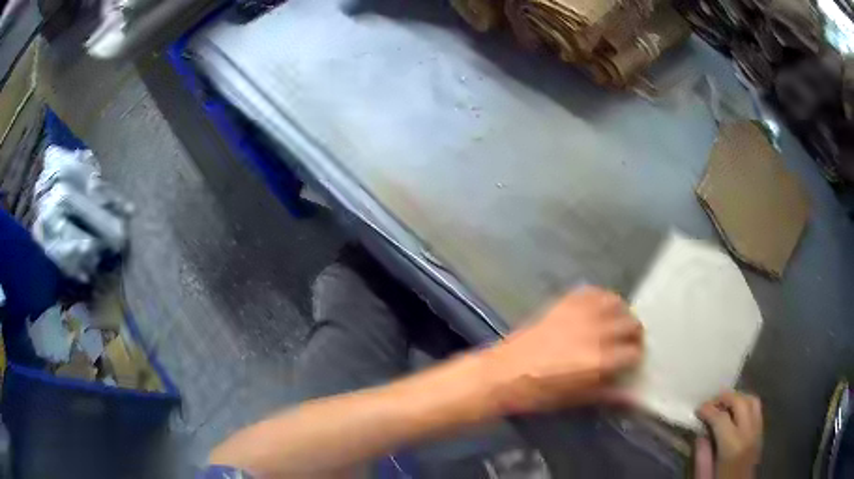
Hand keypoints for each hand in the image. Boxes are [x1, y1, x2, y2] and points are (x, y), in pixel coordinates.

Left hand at [484, 286, 643, 413]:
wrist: (503, 373)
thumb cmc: (539, 392)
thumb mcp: (576, 398)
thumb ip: (608, 393)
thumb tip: (633, 395)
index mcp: (599, 359)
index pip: (634, 351)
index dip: (635, 357)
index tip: (630, 362)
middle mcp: (595, 331)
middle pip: (631, 323)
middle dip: (633, 335)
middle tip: (625, 344)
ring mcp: (580, 312)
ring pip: (617, 302)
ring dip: (621, 314)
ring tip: (615, 325)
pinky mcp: (564, 301)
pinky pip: (594, 291)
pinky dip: (602, 298)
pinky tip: (598, 310)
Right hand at [694, 392, 762, 478]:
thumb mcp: (705, 476)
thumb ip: (702, 457)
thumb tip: (701, 435)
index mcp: (732, 446)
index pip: (721, 418)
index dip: (709, 410)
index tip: (698, 408)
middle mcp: (748, 433)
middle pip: (740, 403)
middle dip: (725, 397)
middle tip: (711, 401)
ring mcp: (758, 432)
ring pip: (753, 401)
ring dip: (739, 397)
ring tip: (725, 403)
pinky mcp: (761, 434)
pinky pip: (757, 410)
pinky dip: (747, 404)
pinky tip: (737, 412)